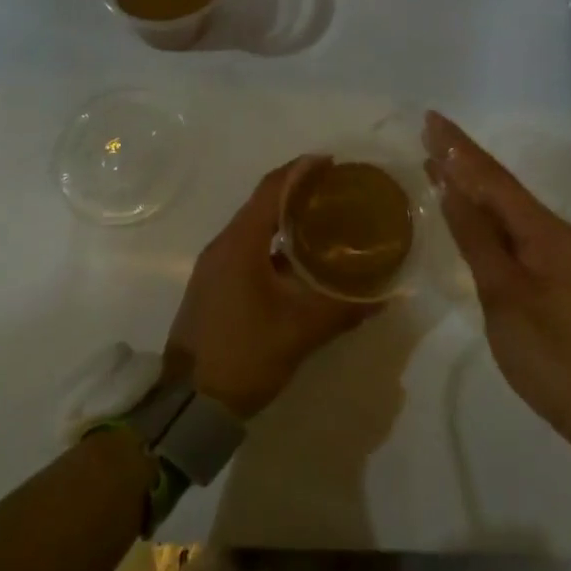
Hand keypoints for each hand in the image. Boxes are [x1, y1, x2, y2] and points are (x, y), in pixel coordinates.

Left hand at [165, 156, 380, 419]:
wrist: (187, 408)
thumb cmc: (244, 356)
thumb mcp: (299, 332)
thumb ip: (342, 310)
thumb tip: (382, 297)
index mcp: (240, 243)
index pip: (272, 188)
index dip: (301, 170)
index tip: (331, 162)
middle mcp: (223, 245)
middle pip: (262, 202)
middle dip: (297, 190)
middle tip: (334, 191)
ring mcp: (213, 266)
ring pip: (253, 226)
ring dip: (283, 217)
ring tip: (321, 220)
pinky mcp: (213, 285)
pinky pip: (246, 247)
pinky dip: (272, 242)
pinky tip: (296, 260)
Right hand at [426, 112, 570, 466]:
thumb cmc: (549, 353)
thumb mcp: (504, 295)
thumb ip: (476, 238)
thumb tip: (451, 187)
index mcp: (543, 230)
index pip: (492, 178)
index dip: (459, 149)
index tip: (431, 120)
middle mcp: (552, 231)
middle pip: (500, 185)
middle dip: (463, 157)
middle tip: (429, 131)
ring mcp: (555, 253)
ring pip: (505, 206)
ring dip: (471, 182)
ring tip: (438, 160)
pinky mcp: (552, 273)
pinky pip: (511, 228)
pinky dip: (484, 212)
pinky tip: (467, 209)